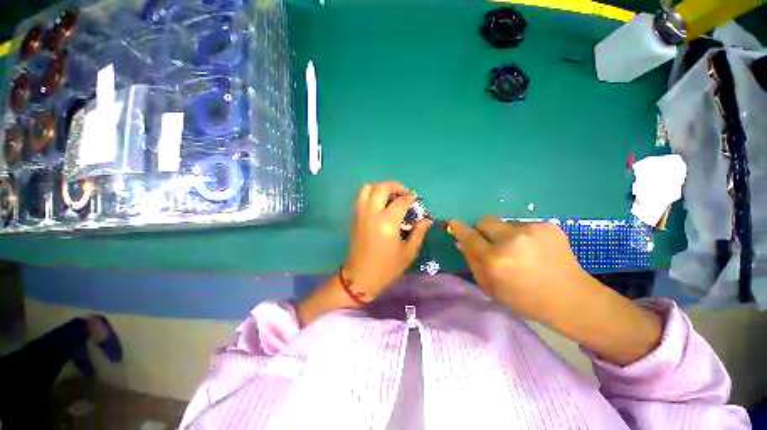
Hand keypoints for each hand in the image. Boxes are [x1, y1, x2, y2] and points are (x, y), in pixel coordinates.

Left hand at [345, 181, 432, 299]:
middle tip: (404, 193)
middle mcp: (372, 213)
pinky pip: (361, 197)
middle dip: (395, 186)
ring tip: (391, 196)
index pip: (400, 201)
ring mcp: (360, 214)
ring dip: (380, 187)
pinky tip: (380, 204)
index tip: (415, 198)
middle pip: (381, 188)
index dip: (410, 198)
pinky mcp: (355, 218)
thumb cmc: (387, 267)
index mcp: (387, 222)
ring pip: (367, 189)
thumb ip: (419, 233)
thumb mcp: (408, 252)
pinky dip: (371, 194)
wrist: (360, 277)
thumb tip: (427, 220)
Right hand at [450, 215, 661, 364]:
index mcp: (495, 260)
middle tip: (492, 243)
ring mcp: (532, 230)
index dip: (460, 228)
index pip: (469, 236)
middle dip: (483, 230)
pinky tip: (535, 251)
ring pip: (505, 223)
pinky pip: (524, 226)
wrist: (572, 299)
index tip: (454, 223)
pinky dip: (523, 236)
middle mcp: (511, 240)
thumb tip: (461, 242)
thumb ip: (473, 262)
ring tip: (520, 251)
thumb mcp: (491, 287)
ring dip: (505, 234)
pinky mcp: (548, 226)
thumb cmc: (525, 299)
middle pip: (486, 221)